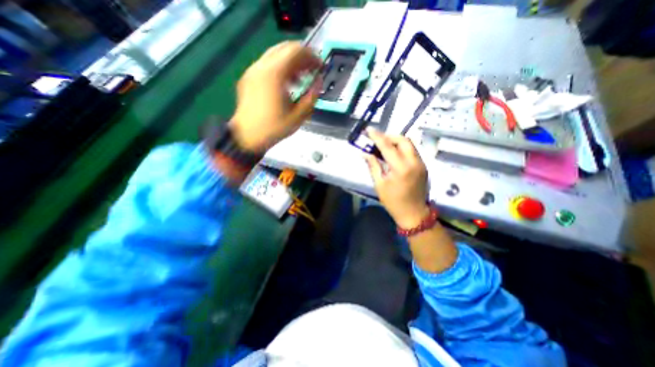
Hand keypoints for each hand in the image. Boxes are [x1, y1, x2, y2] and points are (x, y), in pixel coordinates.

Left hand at [230, 42, 321, 153]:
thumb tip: (318, 82)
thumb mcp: (298, 116)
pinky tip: (286, 85)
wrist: (247, 136)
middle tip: (312, 71)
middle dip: (302, 57)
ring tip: (300, 80)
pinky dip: (280, 68)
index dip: (312, 56)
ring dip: (291, 63)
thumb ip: (311, 97)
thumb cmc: (274, 128)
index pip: (296, 51)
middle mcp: (261, 66)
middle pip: (285, 48)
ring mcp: (253, 70)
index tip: (320, 67)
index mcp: (274, 74)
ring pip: (275, 55)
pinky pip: (267, 64)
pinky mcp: (249, 77)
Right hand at [364, 128, 430, 226]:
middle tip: (378, 140)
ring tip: (385, 146)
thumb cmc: (393, 202)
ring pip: (410, 144)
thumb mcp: (379, 184)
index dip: (377, 136)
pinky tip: (394, 155)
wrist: (414, 213)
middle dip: (390, 136)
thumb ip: (373, 166)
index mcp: (401, 168)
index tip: (368, 130)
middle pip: (403, 140)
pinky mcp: (424, 166)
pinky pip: (413, 151)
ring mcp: (421, 164)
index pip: (388, 146)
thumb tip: (364, 153)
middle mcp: (414, 162)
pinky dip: (402, 149)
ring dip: (397, 141)